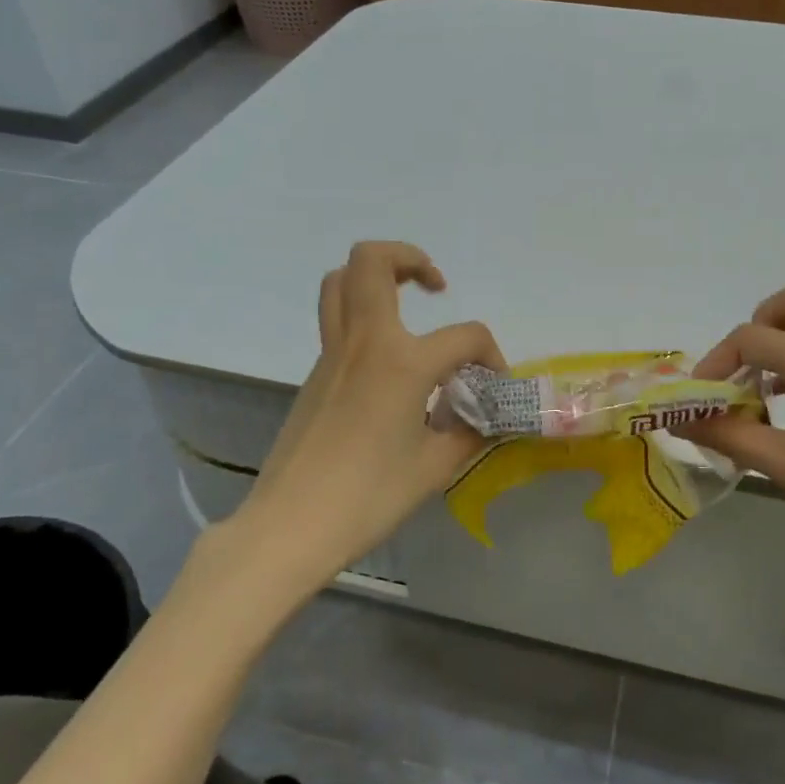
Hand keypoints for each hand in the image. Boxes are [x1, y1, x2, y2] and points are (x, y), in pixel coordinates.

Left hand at [239, 242, 502, 584]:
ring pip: (340, 282)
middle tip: (435, 288)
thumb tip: (485, 418)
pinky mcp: (314, 373)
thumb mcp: (433, 468)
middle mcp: (363, 343)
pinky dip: (363, 317)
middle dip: (410, 258)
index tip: (494, 385)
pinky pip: (335, 320)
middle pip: (372, 261)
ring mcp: (331, 354)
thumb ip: (467, 433)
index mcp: (401, 363)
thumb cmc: (368, 498)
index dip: (491, 355)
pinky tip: (387, 362)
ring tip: (406, 303)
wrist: (290, 525)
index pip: (464, 336)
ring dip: (376, 277)